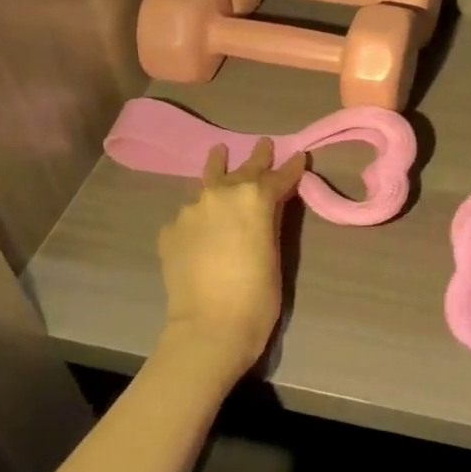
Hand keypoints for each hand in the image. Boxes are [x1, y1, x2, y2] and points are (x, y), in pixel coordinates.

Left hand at [156, 138, 307, 386]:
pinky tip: (201, 218)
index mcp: (254, 196)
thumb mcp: (275, 251)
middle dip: (257, 158)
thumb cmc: (257, 295)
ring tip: (219, 152)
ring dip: (218, 168)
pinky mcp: (171, 230)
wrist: (209, 327)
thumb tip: (272, 203)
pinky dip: (200, 211)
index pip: (278, 176)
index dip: (292, 167)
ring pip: (208, 181)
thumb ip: (272, 219)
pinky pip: (189, 212)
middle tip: (264, 144)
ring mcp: (191, 210)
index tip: (299, 156)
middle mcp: (221, 193)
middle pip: (243, 170)